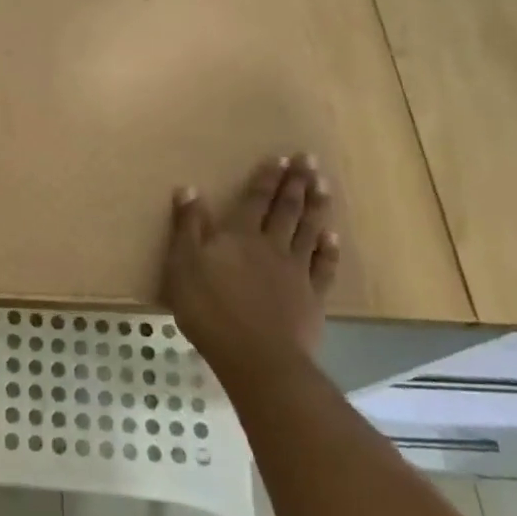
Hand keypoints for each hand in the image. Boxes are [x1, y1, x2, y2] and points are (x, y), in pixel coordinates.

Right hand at [162, 155, 339, 377]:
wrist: (257, 357)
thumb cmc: (211, 310)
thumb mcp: (184, 265)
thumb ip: (188, 227)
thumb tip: (188, 189)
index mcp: (240, 236)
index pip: (256, 199)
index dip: (268, 178)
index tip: (282, 158)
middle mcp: (271, 245)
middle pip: (287, 209)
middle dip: (296, 183)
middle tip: (309, 160)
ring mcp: (296, 271)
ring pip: (308, 230)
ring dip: (316, 206)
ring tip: (324, 185)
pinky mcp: (312, 298)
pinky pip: (323, 266)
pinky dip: (328, 249)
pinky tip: (332, 236)